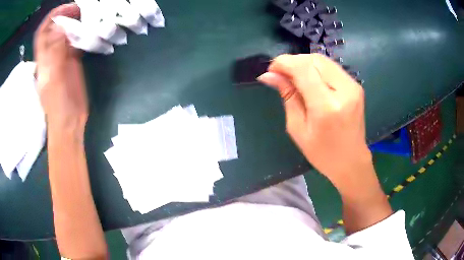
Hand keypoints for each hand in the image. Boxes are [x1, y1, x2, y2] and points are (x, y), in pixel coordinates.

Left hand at [34, 4, 87, 131]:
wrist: (69, 120)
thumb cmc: (59, 104)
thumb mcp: (55, 78)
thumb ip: (55, 54)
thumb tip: (60, 28)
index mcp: (44, 59)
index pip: (43, 32)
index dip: (52, 17)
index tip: (66, 8)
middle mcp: (51, 54)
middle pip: (55, 29)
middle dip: (65, 16)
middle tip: (80, 9)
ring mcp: (62, 57)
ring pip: (65, 34)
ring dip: (74, 23)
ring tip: (86, 16)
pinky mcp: (72, 61)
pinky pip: (75, 42)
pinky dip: (81, 34)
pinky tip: (89, 31)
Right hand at [258, 54, 371, 187]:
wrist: (352, 160)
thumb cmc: (322, 153)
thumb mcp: (298, 128)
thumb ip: (288, 97)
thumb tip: (269, 76)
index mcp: (327, 106)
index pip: (303, 69)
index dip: (284, 63)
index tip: (271, 71)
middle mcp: (344, 90)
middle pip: (314, 59)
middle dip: (293, 62)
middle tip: (281, 75)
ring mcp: (353, 86)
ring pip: (323, 60)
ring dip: (304, 64)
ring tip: (294, 77)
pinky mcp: (356, 85)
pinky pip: (331, 67)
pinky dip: (316, 69)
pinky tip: (310, 80)